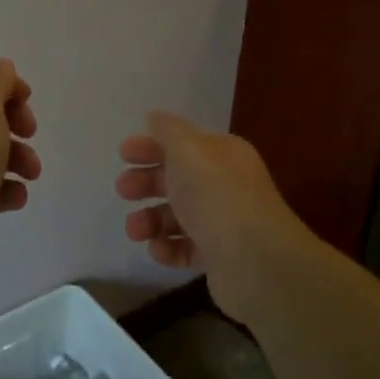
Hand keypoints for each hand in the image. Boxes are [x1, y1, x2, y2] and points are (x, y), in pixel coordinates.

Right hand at [115, 112, 303, 323]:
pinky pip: (186, 247)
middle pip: (178, 178)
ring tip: (135, 230)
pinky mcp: (220, 257)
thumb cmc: (217, 195)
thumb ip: (167, 131)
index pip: (183, 143)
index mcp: (222, 154)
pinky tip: (157, 249)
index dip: (152, 146)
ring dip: (151, 219)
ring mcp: (224, 222)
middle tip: (123, 190)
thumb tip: (155, 117)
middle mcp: (225, 184)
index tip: (123, 155)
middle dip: (147, 182)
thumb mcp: (188, 150)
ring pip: (178, 215)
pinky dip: (168, 247)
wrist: (255, 261)